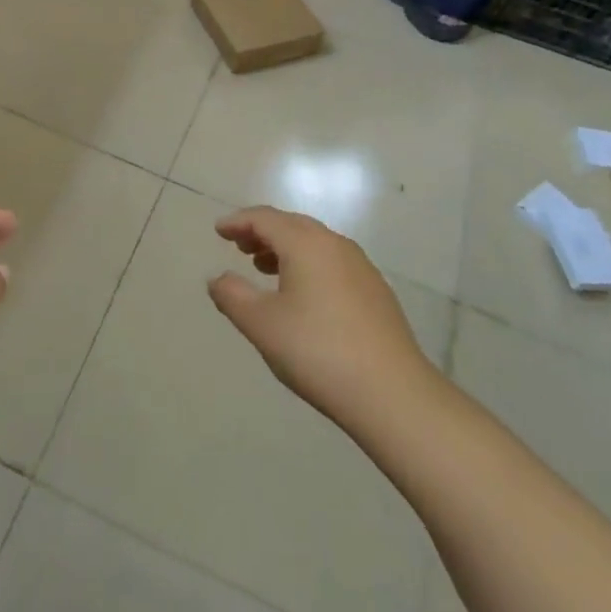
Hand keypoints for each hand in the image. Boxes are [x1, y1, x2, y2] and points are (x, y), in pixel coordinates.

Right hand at [207, 206, 432, 428]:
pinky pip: (332, 262)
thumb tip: (217, 279)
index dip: (238, 222)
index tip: (219, 230)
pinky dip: (308, 264)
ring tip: (265, 269)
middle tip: (239, 246)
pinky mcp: (376, 291)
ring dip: (285, 248)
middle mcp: (335, 244)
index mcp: (305, 244)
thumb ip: (232, 296)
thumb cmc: (318, 352)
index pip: (265, 218)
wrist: (393, 393)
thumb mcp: (262, 325)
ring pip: (314, 243)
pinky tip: (303, 295)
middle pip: (292, 225)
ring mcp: (361, 266)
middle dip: (262, 232)